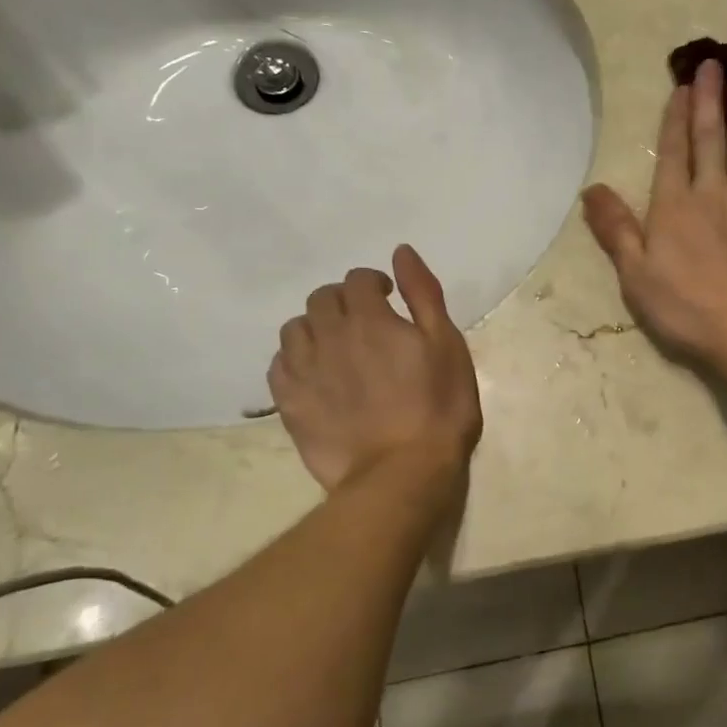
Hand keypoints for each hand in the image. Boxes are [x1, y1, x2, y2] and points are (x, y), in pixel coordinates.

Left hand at [268, 244, 482, 491]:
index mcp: (370, 319)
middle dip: (343, 301)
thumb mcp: (447, 345)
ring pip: (294, 329)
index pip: (358, 280)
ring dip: (314, 327)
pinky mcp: (290, 404)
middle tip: (364, 322)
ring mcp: (305, 372)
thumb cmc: (439, 408)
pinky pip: (278, 366)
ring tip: (335, 347)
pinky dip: (293, 360)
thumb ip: (423, 295)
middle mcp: (330, 337)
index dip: (374, 283)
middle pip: (322, 299)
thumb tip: (401, 252)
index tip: (389, 298)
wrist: (403, 473)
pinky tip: (313, 373)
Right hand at [582, 59, 726, 360]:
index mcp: (674, 205)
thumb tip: (591, 189)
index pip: (674, 150)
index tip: (682, 85)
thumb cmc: (685, 306)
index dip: (676, 116)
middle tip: (714, 63)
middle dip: (710, 99)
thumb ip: (615, 229)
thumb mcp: (635, 274)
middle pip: (711, 138)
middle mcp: (712, 193)